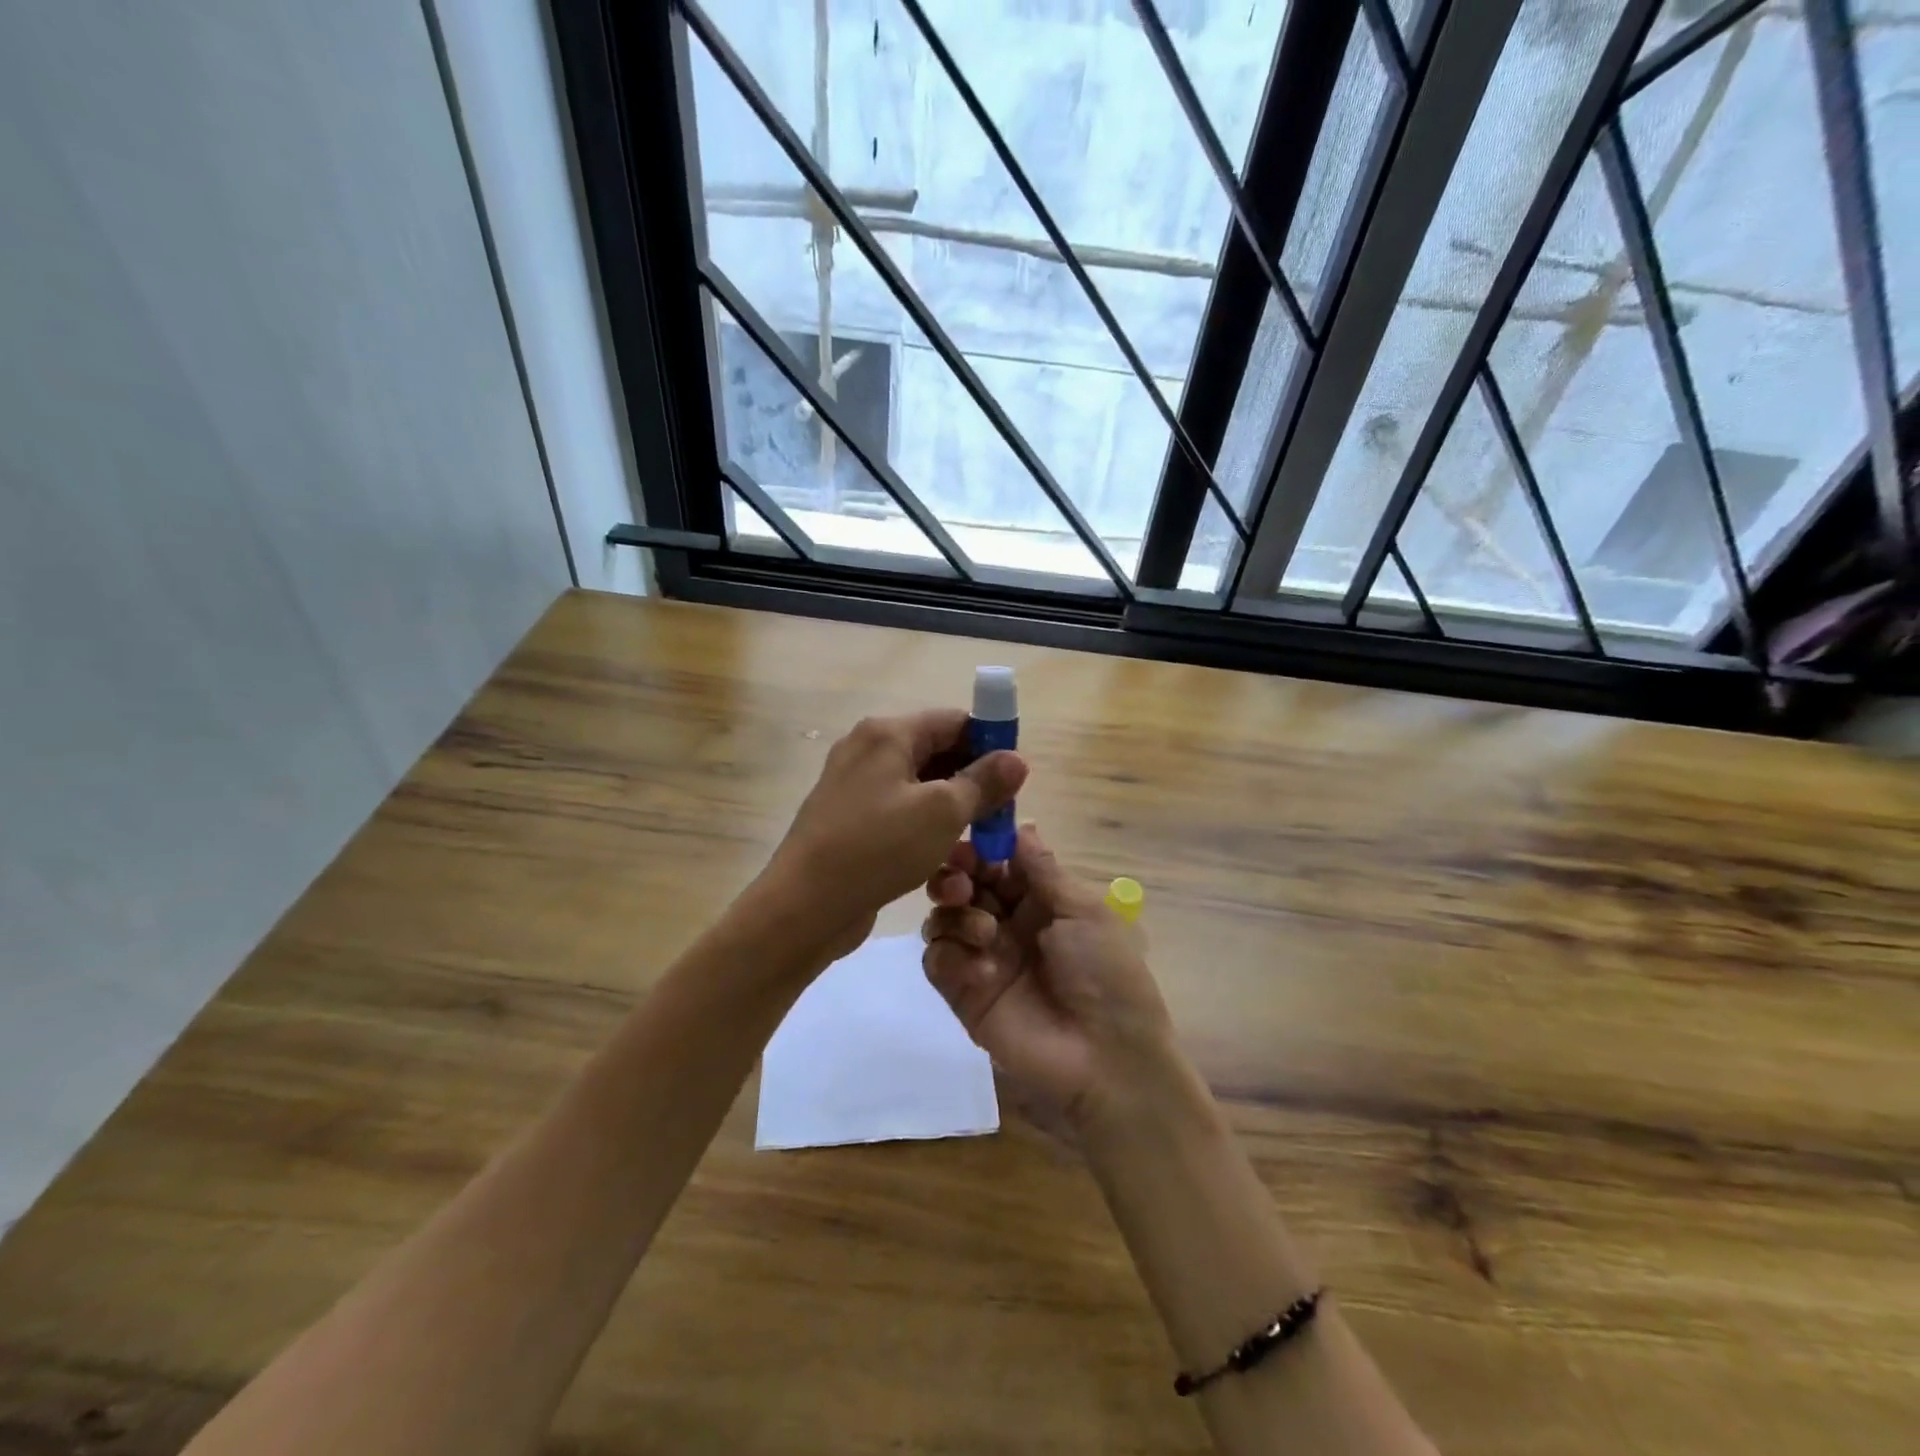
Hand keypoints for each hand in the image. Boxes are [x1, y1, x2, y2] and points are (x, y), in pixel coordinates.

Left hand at [764, 709, 1026, 961]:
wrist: (804, 906)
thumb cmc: (878, 848)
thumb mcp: (942, 812)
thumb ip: (983, 782)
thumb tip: (1017, 759)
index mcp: (887, 733)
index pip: (954, 721)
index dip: (990, 744)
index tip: (1015, 779)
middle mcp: (868, 750)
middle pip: (937, 753)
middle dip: (973, 783)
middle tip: (1001, 816)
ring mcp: (855, 787)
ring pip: (921, 788)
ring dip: (953, 812)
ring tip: (979, 843)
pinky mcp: (851, 821)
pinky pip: (900, 814)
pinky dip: (926, 829)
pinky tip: (945, 859)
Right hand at [920, 825, 1177, 1132]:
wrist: (1107, 1058)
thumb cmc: (1105, 973)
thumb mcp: (1083, 911)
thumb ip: (1042, 869)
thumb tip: (1021, 824)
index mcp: (1039, 901)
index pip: (997, 862)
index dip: (981, 849)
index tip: (971, 843)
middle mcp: (1006, 924)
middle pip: (963, 884)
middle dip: (957, 874)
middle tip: (964, 881)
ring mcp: (982, 958)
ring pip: (944, 917)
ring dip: (955, 913)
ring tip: (985, 931)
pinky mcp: (963, 994)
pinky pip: (937, 960)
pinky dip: (951, 955)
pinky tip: (982, 970)